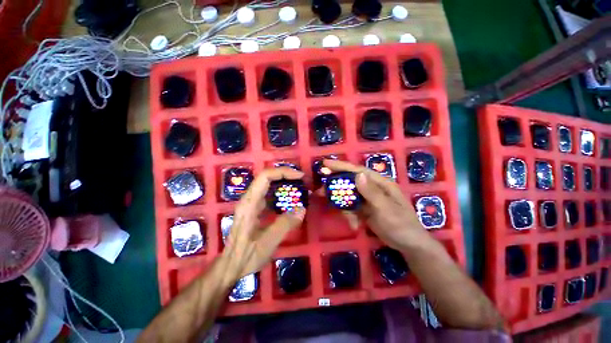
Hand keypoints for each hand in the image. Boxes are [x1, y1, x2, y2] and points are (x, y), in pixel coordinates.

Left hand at [220, 167, 305, 284]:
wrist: (230, 267)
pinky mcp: (254, 209)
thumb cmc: (246, 256)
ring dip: (284, 183)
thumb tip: (302, 209)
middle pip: (267, 177)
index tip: (300, 177)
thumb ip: (285, 225)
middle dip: (286, 175)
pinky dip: (281, 193)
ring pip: (268, 185)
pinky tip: (290, 201)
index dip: (283, 172)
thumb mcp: (267, 243)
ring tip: (299, 188)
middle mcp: (249, 199)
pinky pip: (269, 195)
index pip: (265, 176)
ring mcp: (251, 203)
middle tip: (302, 181)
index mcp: (249, 204)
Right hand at [323, 159, 427, 250]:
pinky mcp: (365, 208)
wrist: (409, 245)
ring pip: (348, 195)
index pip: (357, 171)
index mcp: (380, 183)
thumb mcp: (386, 209)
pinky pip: (351, 207)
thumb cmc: (402, 225)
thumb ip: (372, 192)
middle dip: (335, 186)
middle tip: (320, 191)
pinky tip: (354, 225)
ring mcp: (368, 198)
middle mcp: (372, 187)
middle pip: (350, 181)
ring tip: (346, 218)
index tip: (325, 164)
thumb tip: (358, 175)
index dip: (341, 166)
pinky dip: (349, 215)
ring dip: (342, 205)